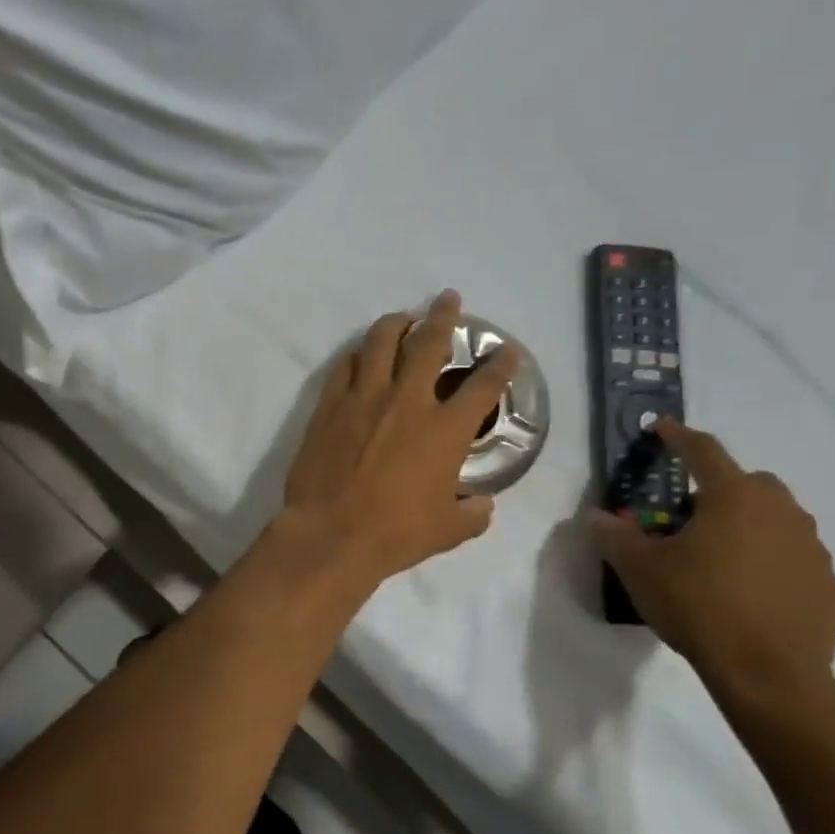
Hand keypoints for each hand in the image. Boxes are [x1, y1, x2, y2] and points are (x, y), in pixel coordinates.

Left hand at [281, 291, 516, 587]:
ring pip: (381, 341)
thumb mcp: (448, 531)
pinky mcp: (330, 404)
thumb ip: (471, 513)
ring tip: (403, 319)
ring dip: (396, 324)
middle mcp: (408, 401)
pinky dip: (358, 355)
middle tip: (448, 299)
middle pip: (430, 342)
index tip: (505, 351)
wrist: (330, 533)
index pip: (484, 385)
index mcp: (445, 429)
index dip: (500, 364)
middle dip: (444, 315)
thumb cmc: (394, 534)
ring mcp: (365, 397)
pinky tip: (362, 355)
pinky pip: (346, 365)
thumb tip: (482, 505)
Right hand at [591, 420, 834, 715]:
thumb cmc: (698, 605)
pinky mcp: (831, 589)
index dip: (678, 436)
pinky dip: (774, 569)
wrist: (770, 675)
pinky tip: (752, 597)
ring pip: (777, 522)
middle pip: (749, 484)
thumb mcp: (639, 568)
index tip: (662, 428)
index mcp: (733, 497)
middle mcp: (781, 512)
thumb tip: (598, 517)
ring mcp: (814, 551)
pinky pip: (796, 564)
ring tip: (720, 561)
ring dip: (750, 529)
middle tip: (689, 519)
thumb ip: (615, 535)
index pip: (703, 451)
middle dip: (719, 491)